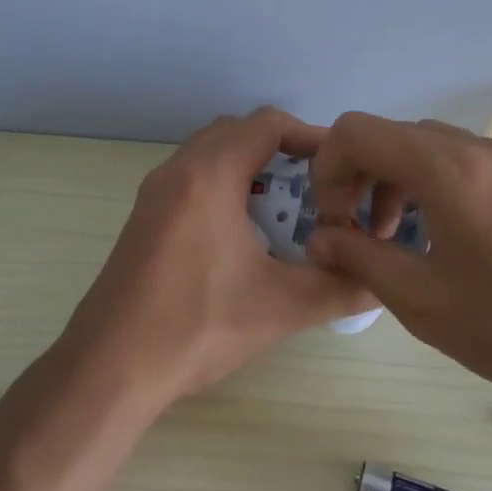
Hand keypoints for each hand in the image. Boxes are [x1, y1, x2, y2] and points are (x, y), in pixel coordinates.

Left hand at [61, 108, 377, 407]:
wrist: (109, 366)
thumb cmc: (196, 326)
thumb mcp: (281, 307)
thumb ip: (340, 288)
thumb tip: (382, 282)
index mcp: (208, 176)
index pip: (267, 124)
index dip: (310, 136)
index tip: (339, 169)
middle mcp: (177, 171)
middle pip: (237, 132)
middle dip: (280, 151)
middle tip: (315, 189)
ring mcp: (154, 194)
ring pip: (210, 155)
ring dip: (250, 169)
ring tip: (284, 211)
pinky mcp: (144, 219)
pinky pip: (192, 180)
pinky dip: (224, 188)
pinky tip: (244, 236)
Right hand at [304, 113, 491, 426]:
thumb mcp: (421, 301)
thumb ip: (358, 258)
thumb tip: (318, 238)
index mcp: (448, 169)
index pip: (357, 132)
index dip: (327, 169)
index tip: (332, 221)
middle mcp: (477, 148)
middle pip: (389, 134)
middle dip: (356, 175)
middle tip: (353, 231)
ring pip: (423, 146)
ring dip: (390, 180)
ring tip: (390, 235)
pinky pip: (457, 161)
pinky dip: (426, 184)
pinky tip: (435, 235)